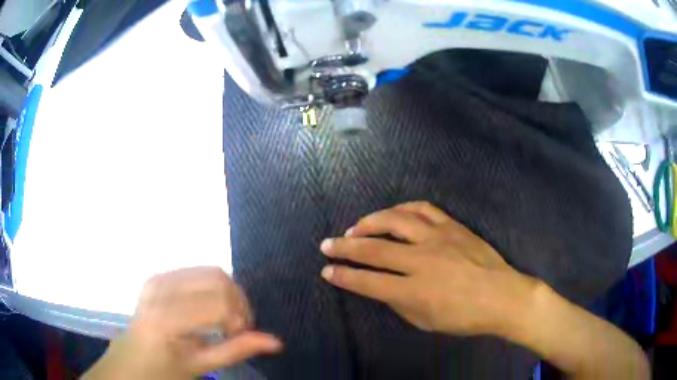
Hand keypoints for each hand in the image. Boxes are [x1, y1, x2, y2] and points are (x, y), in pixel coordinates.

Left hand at [83, 267, 281, 379]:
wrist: (132, 357)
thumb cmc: (164, 369)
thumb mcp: (201, 365)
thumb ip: (237, 351)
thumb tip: (276, 342)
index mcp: (167, 318)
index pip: (219, 302)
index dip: (240, 318)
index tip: (240, 335)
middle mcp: (161, 290)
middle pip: (218, 278)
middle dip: (237, 302)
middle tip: (236, 326)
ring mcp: (157, 279)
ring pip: (210, 271)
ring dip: (227, 293)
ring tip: (224, 317)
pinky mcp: (157, 276)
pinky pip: (196, 271)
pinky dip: (212, 288)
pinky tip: (208, 308)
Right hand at [319, 201, 539, 335]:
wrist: (503, 296)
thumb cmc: (465, 317)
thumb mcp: (426, 321)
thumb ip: (399, 302)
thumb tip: (380, 286)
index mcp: (415, 290)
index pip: (368, 282)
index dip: (344, 277)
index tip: (327, 271)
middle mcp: (422, 260)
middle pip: (374, 249)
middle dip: (345, 247)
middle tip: (327, 244)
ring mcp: (438, 238)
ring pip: (395, 220)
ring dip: (369, 222)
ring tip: (355, 227)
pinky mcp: (452, 226)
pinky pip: (423, 209)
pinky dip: (402, 208)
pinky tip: (392, 213)